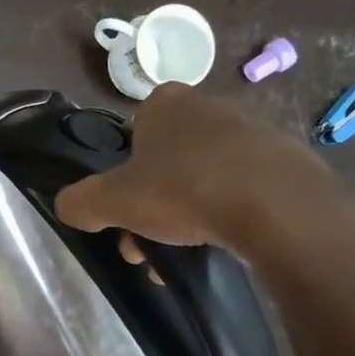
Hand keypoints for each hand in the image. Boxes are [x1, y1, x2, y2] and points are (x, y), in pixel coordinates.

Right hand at [54, 84, 341, 251]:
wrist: (277, 208)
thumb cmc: (184, 191)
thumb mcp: (112, 202)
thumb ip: (80, 202)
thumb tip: (68, 206)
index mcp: (166, 103)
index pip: (133, 129)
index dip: (124, 169)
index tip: (125, 203)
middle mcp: (209, 107)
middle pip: (166, 159)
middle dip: (153, 201)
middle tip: (147, 242)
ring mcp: (253, 132)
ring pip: (204, 176)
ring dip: (188, 212)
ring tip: (184, 251)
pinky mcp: (286, 161)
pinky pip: (243, 188)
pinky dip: (229, 213)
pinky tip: (226, 243)